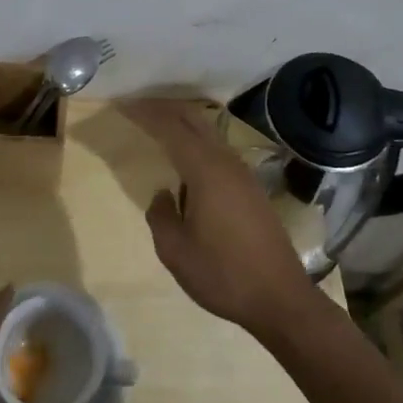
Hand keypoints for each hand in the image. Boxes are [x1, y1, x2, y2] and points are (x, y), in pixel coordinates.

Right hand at [118, 99, 320, 338]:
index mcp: (206, 170)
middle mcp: (226, 162)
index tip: (123, 103)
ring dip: (182, 122)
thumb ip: (160, 215)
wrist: (280, 298)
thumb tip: (164, 194)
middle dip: (164, 107)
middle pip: (193, 119)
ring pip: (209, 132)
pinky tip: (185, 158)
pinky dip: (196, 140)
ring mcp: (243, 173)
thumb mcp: (175, 251)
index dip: (145, 113)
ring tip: (157, 124)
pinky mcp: (251, 188)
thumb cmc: (223, 274)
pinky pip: (218, 150)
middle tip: (137, 105)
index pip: (170, 128)